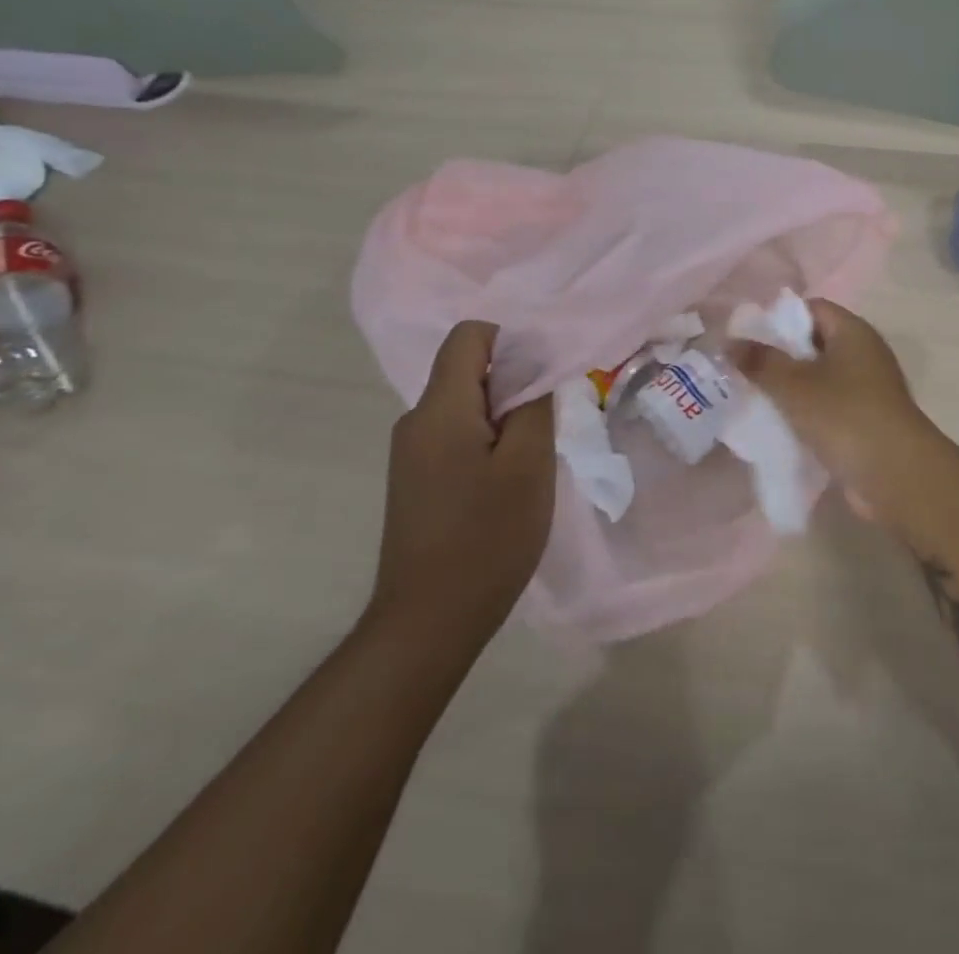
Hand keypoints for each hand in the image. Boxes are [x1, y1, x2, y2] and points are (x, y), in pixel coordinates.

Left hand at [366, 322, 555, 642]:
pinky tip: (506, 485)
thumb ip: (535, 403)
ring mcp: (411, 454)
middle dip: (513, 385)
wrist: (428, 622)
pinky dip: (487, 443)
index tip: (543, 377)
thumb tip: (537, 365)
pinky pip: (456, 436)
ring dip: (503, 418)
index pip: (468, 336)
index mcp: (439, 409)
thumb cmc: (486, 538)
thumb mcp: (528, 465)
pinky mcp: (415, 480)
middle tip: (547, 424)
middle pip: (467, 371)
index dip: (510, 342)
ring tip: (531, 461)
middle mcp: (416, 421)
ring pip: (464, 406)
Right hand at [735, 300, 940, 515]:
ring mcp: (868, 388)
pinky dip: (807, 412)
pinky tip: (781, 425)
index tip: (749, 339)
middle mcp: (864, 353)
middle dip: (780, 356)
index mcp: (853, 332)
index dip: (779, 318)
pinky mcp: (867, 420)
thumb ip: (760, 362)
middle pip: (814, 342)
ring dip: (792, 387)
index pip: (812, 308)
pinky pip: (829, 405)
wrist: (896, 475)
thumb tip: (729, 342)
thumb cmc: (844, 416)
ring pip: (820, 377)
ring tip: (756, 398)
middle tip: (745, 370)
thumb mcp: (794, 386)